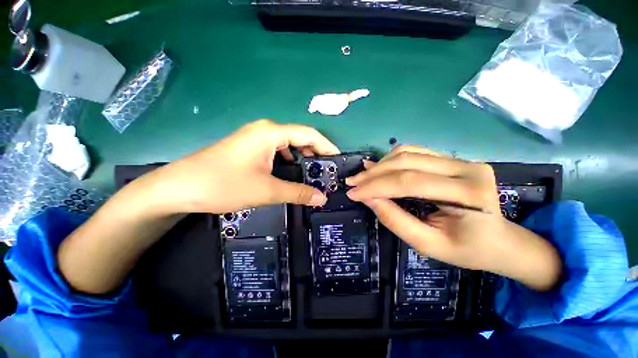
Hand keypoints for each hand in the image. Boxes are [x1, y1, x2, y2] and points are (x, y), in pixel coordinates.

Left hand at [133, 120, 339, 215]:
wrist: (179, 187)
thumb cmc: (224, 184)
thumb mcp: (267, 190)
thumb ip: (298, 192)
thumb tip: (322, 198)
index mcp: (271, 133)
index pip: (309, 134)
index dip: (327, 146)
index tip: (338, 159)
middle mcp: (265, 130)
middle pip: (299, 136)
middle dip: (316, 151)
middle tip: (327, 169)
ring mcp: (255, 137)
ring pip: (288, 143)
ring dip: (302, 154)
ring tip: (314, 170)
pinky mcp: (249, 146)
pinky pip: (277, 148)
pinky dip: (289, 157)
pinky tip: (291, 168)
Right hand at [346, 145, 561, 290]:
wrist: (501, 242)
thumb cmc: (468, 250)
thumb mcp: (428, 244)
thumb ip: (395, 220)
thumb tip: (368, 198)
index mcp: (467, 193)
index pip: (409, 182)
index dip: (375, 186)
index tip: (352, 193)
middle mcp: (466, 168)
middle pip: (407, 162)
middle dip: (374, 173)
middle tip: (352, 182)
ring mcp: (460, 160)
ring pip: (409, 152)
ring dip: (381, 164)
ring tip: (363, 176)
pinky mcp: (453, 159)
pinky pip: (415, 152)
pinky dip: (392, 159)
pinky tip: (379, 167)